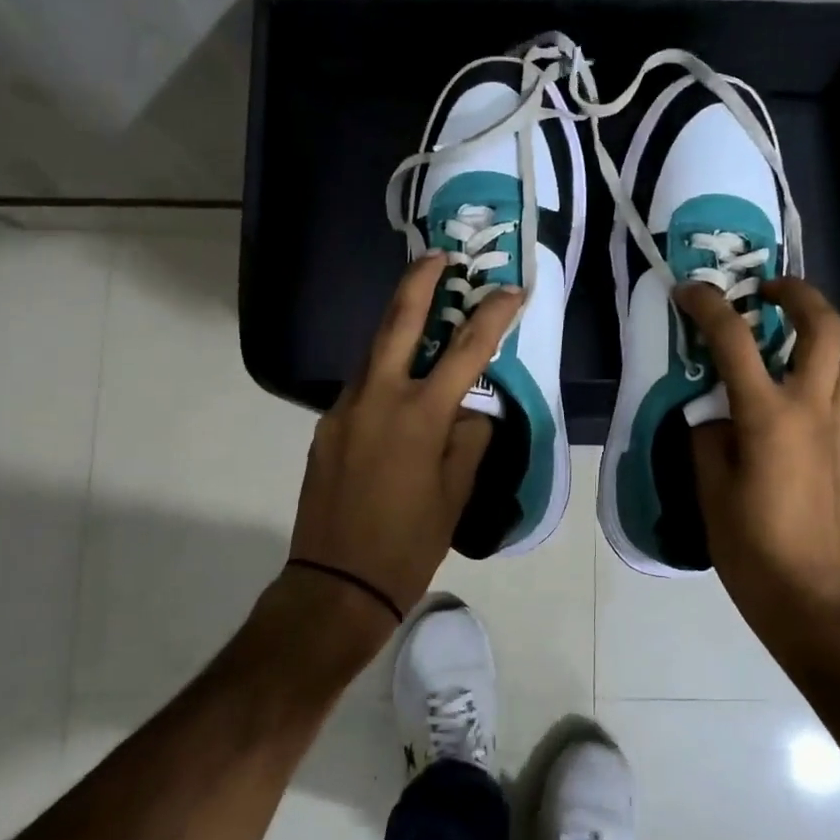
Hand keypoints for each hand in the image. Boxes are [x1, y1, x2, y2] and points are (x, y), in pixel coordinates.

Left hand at [288, 254, 520, 620]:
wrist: (336, 584)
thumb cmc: (408, 543)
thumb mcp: (455, 494)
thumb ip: (468, 441)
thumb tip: (471, 413)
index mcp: (419, 416)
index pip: (466, 351)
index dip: (492, 316)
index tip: (512, 290)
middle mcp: (377, 399)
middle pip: (398, 323)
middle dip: (420, 283)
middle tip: (438, 256)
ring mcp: (344, 410)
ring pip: (374, 353)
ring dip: (399, 327)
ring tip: (423, 314)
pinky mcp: (327, 427)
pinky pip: (362, 388)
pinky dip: (385, 374)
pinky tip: (400, 389)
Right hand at [677, 277, 839, 637]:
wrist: (816, 601)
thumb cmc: (753, 550)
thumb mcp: (710, 491)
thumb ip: (708, 438)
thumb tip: (711, 412)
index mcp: (769, 417)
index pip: (736, 341)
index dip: (709, 306)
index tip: (690, 291)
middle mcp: (812, 410)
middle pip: (824, 326)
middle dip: (797, 293)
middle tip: (764, 290)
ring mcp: (837, 428)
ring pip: (836, 357)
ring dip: (808, 334)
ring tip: (771, 341)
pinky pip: (833, 392)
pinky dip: (810, 372)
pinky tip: (779, 397)